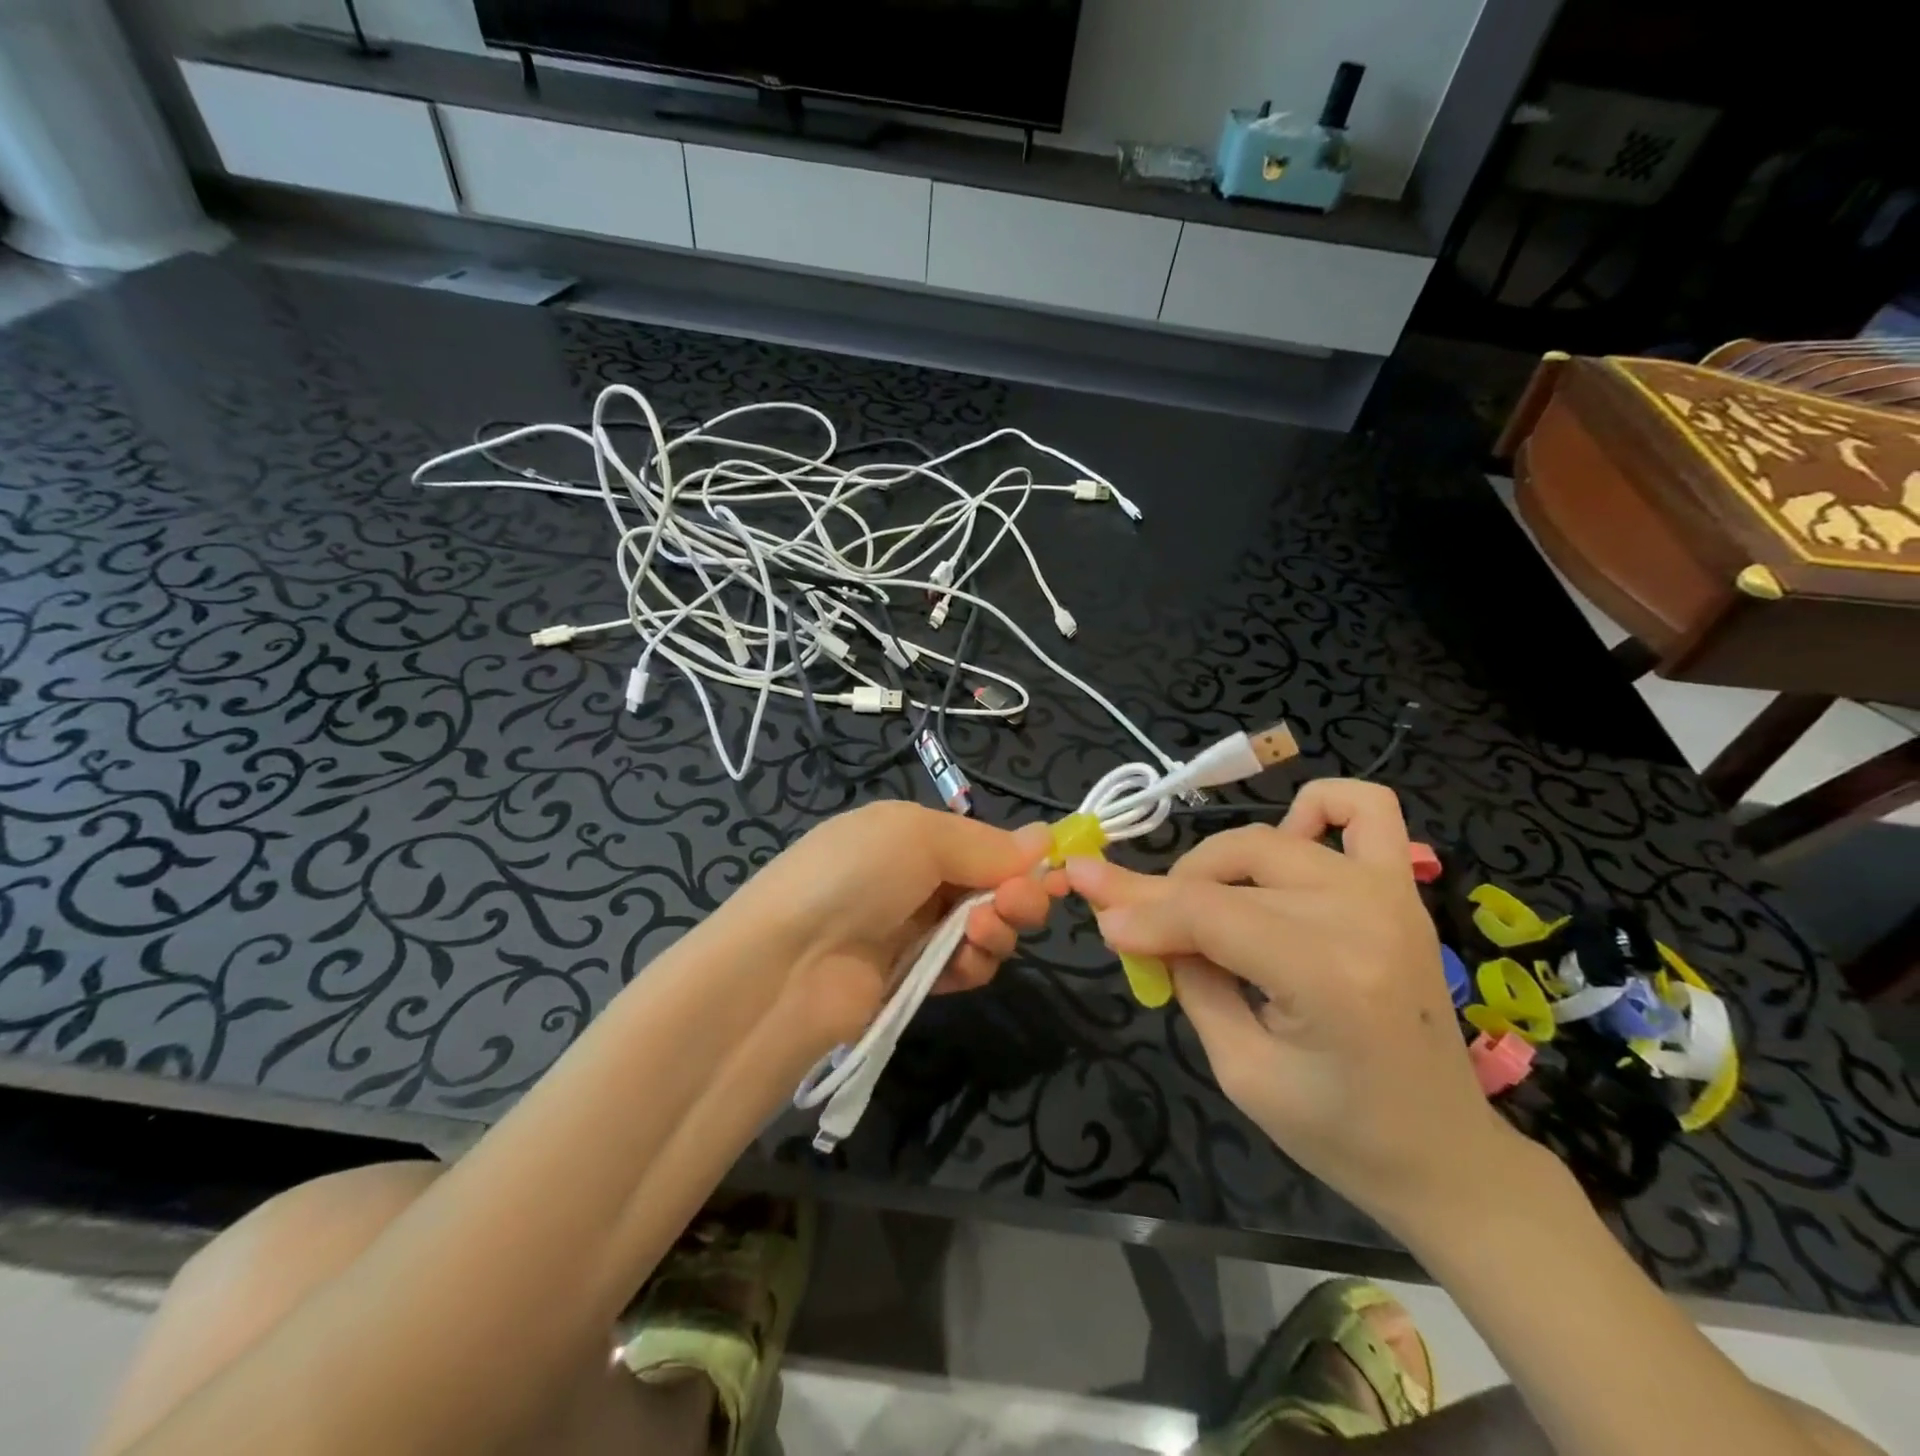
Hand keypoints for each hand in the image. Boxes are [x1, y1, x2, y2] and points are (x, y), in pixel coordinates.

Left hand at [738, 801, 1061, 1051]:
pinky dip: (975, 963)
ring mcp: (913, 931)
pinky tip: (965, 962)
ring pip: (985, 927)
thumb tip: (1044, 838)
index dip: (1020, 857)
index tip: (1054, 871)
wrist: (788, 964)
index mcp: (911, 834)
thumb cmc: (854, 876)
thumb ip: (984, 843)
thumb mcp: (917, 836)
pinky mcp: (914, 979)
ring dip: (997, 928)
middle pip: (992, 886)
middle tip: (1014, 905)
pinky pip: (966, 967)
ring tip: (980, 931)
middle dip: (1016, 894)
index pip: (984, 843)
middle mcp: (915, 879)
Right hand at [1064, 780, 1529, 1230]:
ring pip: (1268, 837)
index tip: (1093, 910)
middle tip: (1140, 925)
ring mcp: (1390, 892)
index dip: (1140, 910)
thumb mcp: (1238, 1067)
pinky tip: (1287, 842)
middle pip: (1232, 866)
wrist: (1443, 1151)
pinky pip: (1363, 807)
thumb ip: (1184, 978)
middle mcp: (1362, 916)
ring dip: (1217, 862)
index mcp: (1327, 977)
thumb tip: (1125, 918)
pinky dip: (1312, 807)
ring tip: (1204, 905)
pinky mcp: (1401, 887)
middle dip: (1167, 890)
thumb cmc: (1337, 1131)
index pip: (1207, 913)